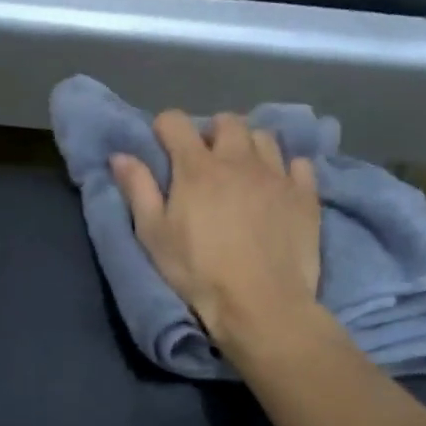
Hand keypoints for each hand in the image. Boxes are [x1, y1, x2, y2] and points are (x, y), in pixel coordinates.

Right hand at [111, 112, 320, 347]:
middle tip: (205, 161)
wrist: (261, 304)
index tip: (162, 148)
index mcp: (196, 167)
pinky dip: (287, 168)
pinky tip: (278, 187)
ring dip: (249, 146)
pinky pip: (300, 163)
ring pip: (264, 137)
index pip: (175, 122)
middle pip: (226, 122)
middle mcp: (238, 159)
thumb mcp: (153, 235)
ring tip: (243, 171)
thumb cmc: (198, 271)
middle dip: (212, 132)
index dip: (164, 129)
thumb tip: (120, 155)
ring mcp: (277, 175)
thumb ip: (138, 190)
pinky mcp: (305, 195)